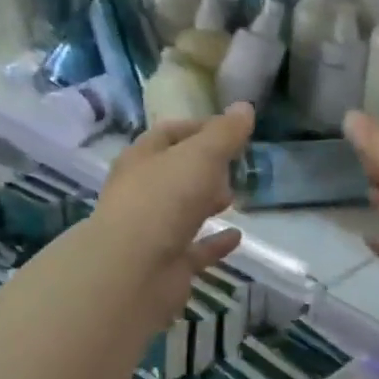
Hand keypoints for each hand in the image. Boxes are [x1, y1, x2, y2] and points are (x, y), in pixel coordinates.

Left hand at [91, 104, 254, 329]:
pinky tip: (237, 237)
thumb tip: (245, 107)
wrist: (134, 271)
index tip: (232, 130)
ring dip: (205, 202)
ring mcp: (152, 231)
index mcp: (142, 159)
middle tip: (233, 166)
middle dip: (203, 167)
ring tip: (234, 197)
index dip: (200, 128)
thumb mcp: (200, 155)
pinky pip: (195, 249)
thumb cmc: (164, 199)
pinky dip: (214, 242)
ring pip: (182, 211)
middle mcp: (142, 193)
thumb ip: (224, 134)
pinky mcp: (167, 265)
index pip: (169, 134)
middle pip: (174, 173)